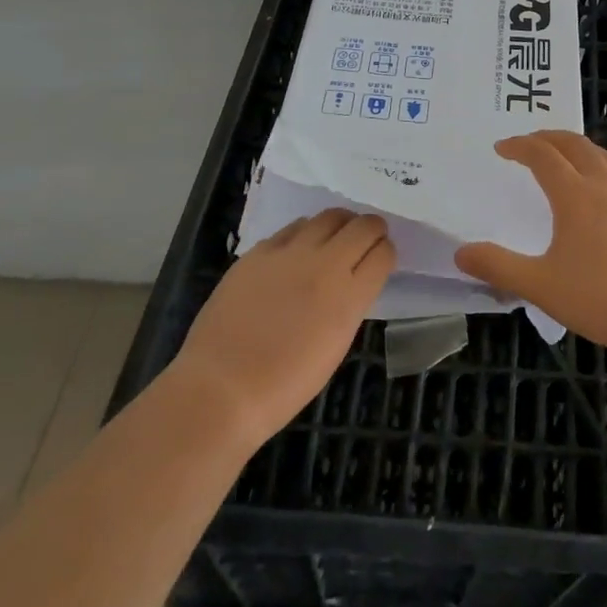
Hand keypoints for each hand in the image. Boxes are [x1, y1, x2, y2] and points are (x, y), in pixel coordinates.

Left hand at [176, 209, 393, 448]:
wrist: (221, 389)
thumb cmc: (284, 385)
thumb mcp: (336, 345)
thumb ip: (350, 304)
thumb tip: (354, 281)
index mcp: (349, 296)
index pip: (383, 253)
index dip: (386, 253)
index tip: (380, 259)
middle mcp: (325, 265)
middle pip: (363, 226)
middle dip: (372, 229)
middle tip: (365, 240)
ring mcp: (290, 254)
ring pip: (330, 216)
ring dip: (340, 225)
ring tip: (334, 239)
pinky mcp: (259, 251)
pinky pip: (293, 228)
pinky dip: (305, 233)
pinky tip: (297, 251)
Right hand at [455, 130, 606, 357]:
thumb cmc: (600, 297)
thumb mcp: (540, 285)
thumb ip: (499, 267)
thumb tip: (461, 253)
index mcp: (575, 195)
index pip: (543, 155)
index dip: (520, 146)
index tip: (501, 148)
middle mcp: (605, 186)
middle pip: (576, 146)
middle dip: (550, 137)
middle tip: (530, 141)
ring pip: (605, 157)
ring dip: (580, 147)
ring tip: (567, 153)